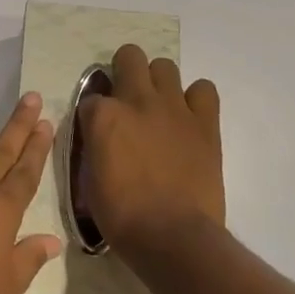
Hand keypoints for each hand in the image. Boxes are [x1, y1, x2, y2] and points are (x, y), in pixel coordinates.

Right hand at [79, 44, 223, 256]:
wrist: (172, 237)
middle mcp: (137, 101)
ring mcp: (173, 108)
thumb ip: (95, 146)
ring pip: (165, 66)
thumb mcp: (90, 178)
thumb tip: (101, 138)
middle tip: (127, 99)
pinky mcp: (204, 123)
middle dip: (124, 71)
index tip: (98, 130)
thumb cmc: (123, 216)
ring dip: (158, 82)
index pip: (91, 97)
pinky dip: (196, 99)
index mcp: (103, 116)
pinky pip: (204, 90)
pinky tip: (189, 117)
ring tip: (159, 107)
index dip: (94, 113)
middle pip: (129, 57)